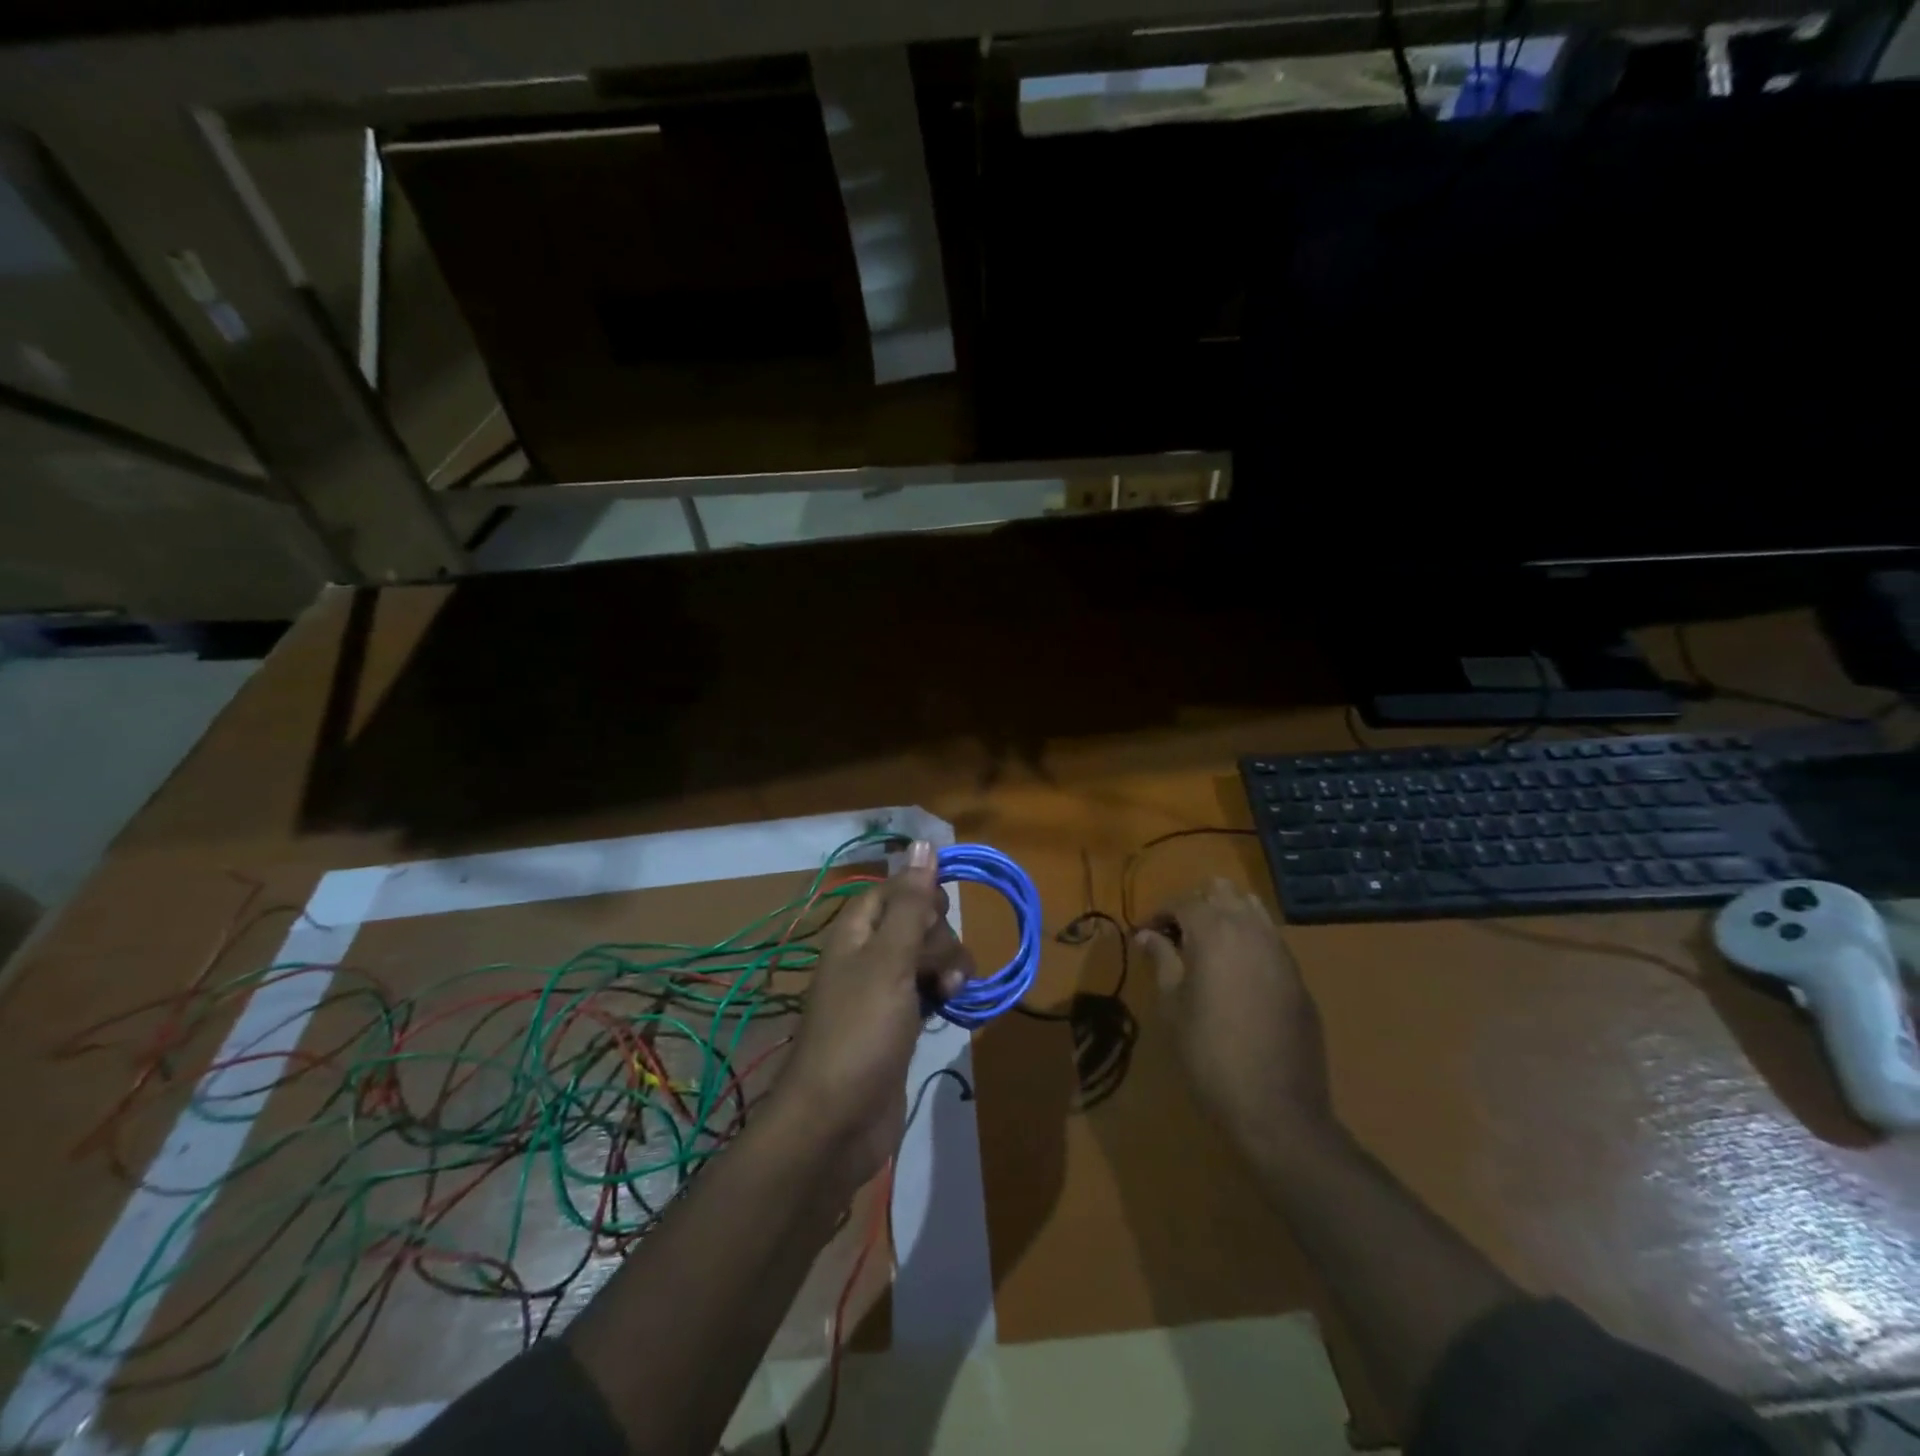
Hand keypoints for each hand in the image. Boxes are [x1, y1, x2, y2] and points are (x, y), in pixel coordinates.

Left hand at [780, 841, 972, 1188]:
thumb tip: (924, 842)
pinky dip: (944, 994)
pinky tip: (954, 1008)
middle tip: (937, 969)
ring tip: (950, 994)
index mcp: (856, 933)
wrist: (837, 1124)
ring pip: (927, 957)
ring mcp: (884, 992)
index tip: (942, 910)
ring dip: (948, 967)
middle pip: (916, 922)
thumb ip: (910, 903)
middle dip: (938, 938)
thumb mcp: (888, 960)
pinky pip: (929, 991)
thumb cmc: (860, 1032)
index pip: (892, 889)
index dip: (920, 893)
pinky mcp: (899, 1025)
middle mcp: (868, 956)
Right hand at [1136, 878, 1331, 1150]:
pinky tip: (1236, 972)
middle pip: (1222, 892)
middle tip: (1176, 934)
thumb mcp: (1172, 1006)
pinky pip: (1270, 939)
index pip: (1183, 902)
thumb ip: (1161, 961)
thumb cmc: (1209, 1054)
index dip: (1159, 913)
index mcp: (1214, 932)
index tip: (1144, 933)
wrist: (1276, 1108)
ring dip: (1227, 916)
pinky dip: (1249, 939)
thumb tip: (1148, 935)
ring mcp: (1281, 952)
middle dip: (1196, 904)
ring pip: (1252, 909)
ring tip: (1207, 947)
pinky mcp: (1298, 977)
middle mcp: (1251, 930)